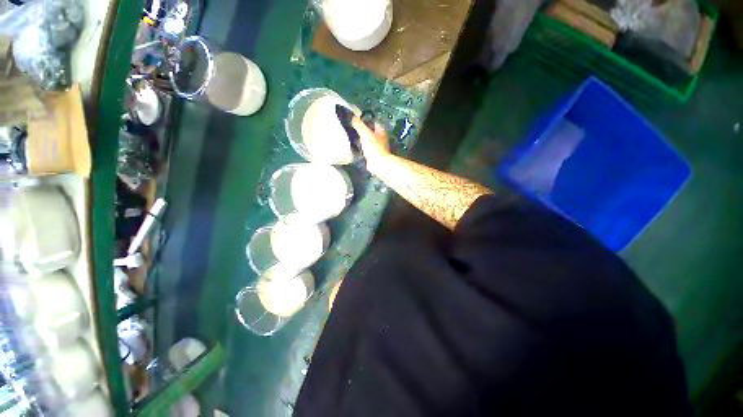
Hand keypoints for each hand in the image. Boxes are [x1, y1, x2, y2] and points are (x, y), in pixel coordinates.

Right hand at [352, 116, 390, 173]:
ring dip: (361, 140)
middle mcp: (381, 138)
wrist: (378, 163)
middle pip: (370, 132)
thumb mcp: (364, 132)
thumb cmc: (374, 147)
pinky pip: (366, 149)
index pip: (372, 122)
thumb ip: (358, 124)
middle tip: (352, 129)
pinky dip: (361, 149)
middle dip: (362, 131)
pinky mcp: (374, 155)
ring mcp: (378, 147)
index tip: (356, 120)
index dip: (365, 120)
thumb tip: (353, 117)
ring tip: (352, 138)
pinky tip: (355, 148)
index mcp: (381, 130)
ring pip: (368, 141)